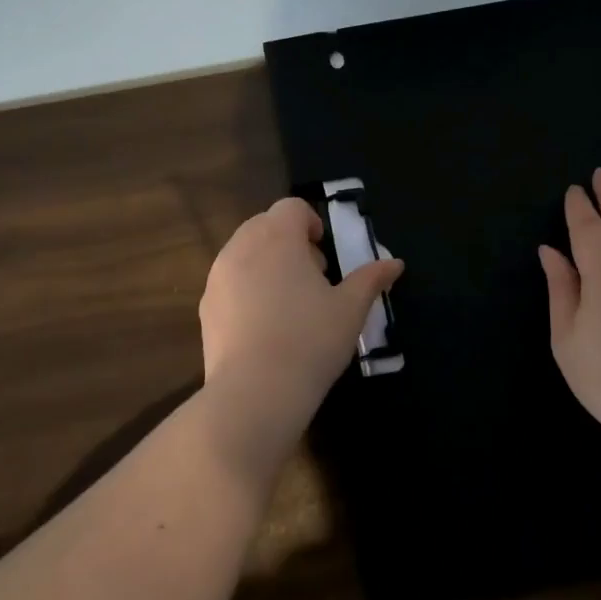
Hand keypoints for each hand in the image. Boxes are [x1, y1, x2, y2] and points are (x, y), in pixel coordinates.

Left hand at [197, 198, 403, 478]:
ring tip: (289, 303)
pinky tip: (265, 326)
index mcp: (277, 237)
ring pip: (243, 252)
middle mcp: (242, 247)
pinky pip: (229, 282)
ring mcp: (218, 276)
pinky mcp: (206, 307)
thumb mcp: (351, 309)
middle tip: (312, 277)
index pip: (292, 207)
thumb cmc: (310, 341)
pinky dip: (246, 289)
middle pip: (264, 225)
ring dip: (266, 263)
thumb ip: (371, 279)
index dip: (311, 222)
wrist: (255, 392)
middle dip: (289, 242)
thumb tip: (394, 263)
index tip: (325, 254)